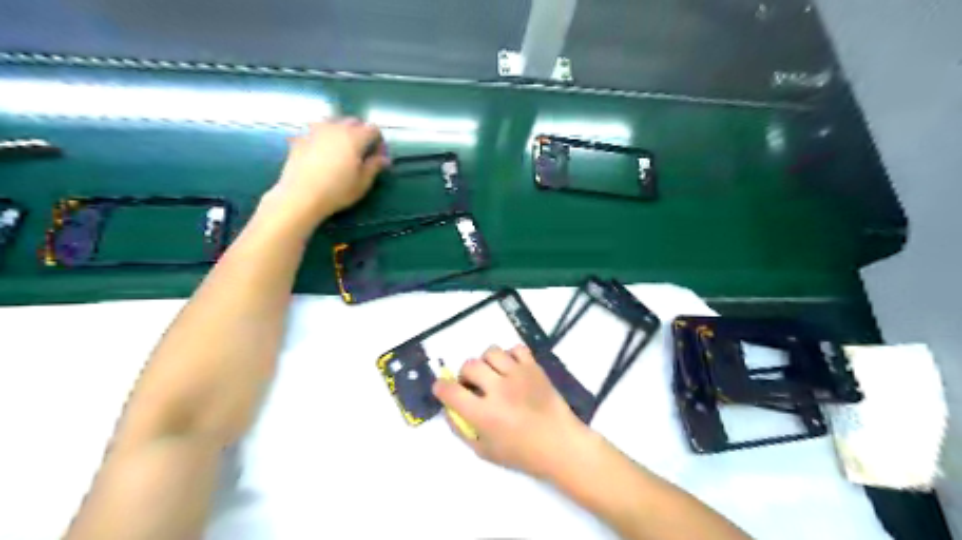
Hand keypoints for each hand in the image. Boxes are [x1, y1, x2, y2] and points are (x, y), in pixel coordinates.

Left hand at [263, 116, 386, 225]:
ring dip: (342, 131)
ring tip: (342, 149)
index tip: (378, 157)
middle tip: (362, 152)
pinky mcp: (301, 137)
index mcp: (355, 137)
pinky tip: (323, 152)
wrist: (300, 195)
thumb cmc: (337, 191)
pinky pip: (317, 129)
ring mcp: (316, 130)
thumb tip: (384, 158)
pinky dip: (325, 136)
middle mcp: (336, 128)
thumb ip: (374, 166)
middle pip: (354, 121)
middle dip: (361, 133)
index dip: (379, 142)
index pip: (373, 129)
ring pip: (334, 122)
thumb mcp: (362, 183)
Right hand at [435, 346, 585, 477]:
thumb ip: (462, 430)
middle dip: (465, 375)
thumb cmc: (522, 453)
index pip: (450, 391)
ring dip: (486, 363)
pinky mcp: (534, 367)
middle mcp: (498, 389)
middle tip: (473, 386)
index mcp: (484, 414)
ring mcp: (518, 375)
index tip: (443, 389)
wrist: (560, 444)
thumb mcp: (485, 451)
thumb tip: (448, 410)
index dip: (441, 388)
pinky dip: (510, 356)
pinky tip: (512, 369)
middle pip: (470, 365)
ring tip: (493, 375)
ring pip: (491, 352)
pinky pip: (516, 348)